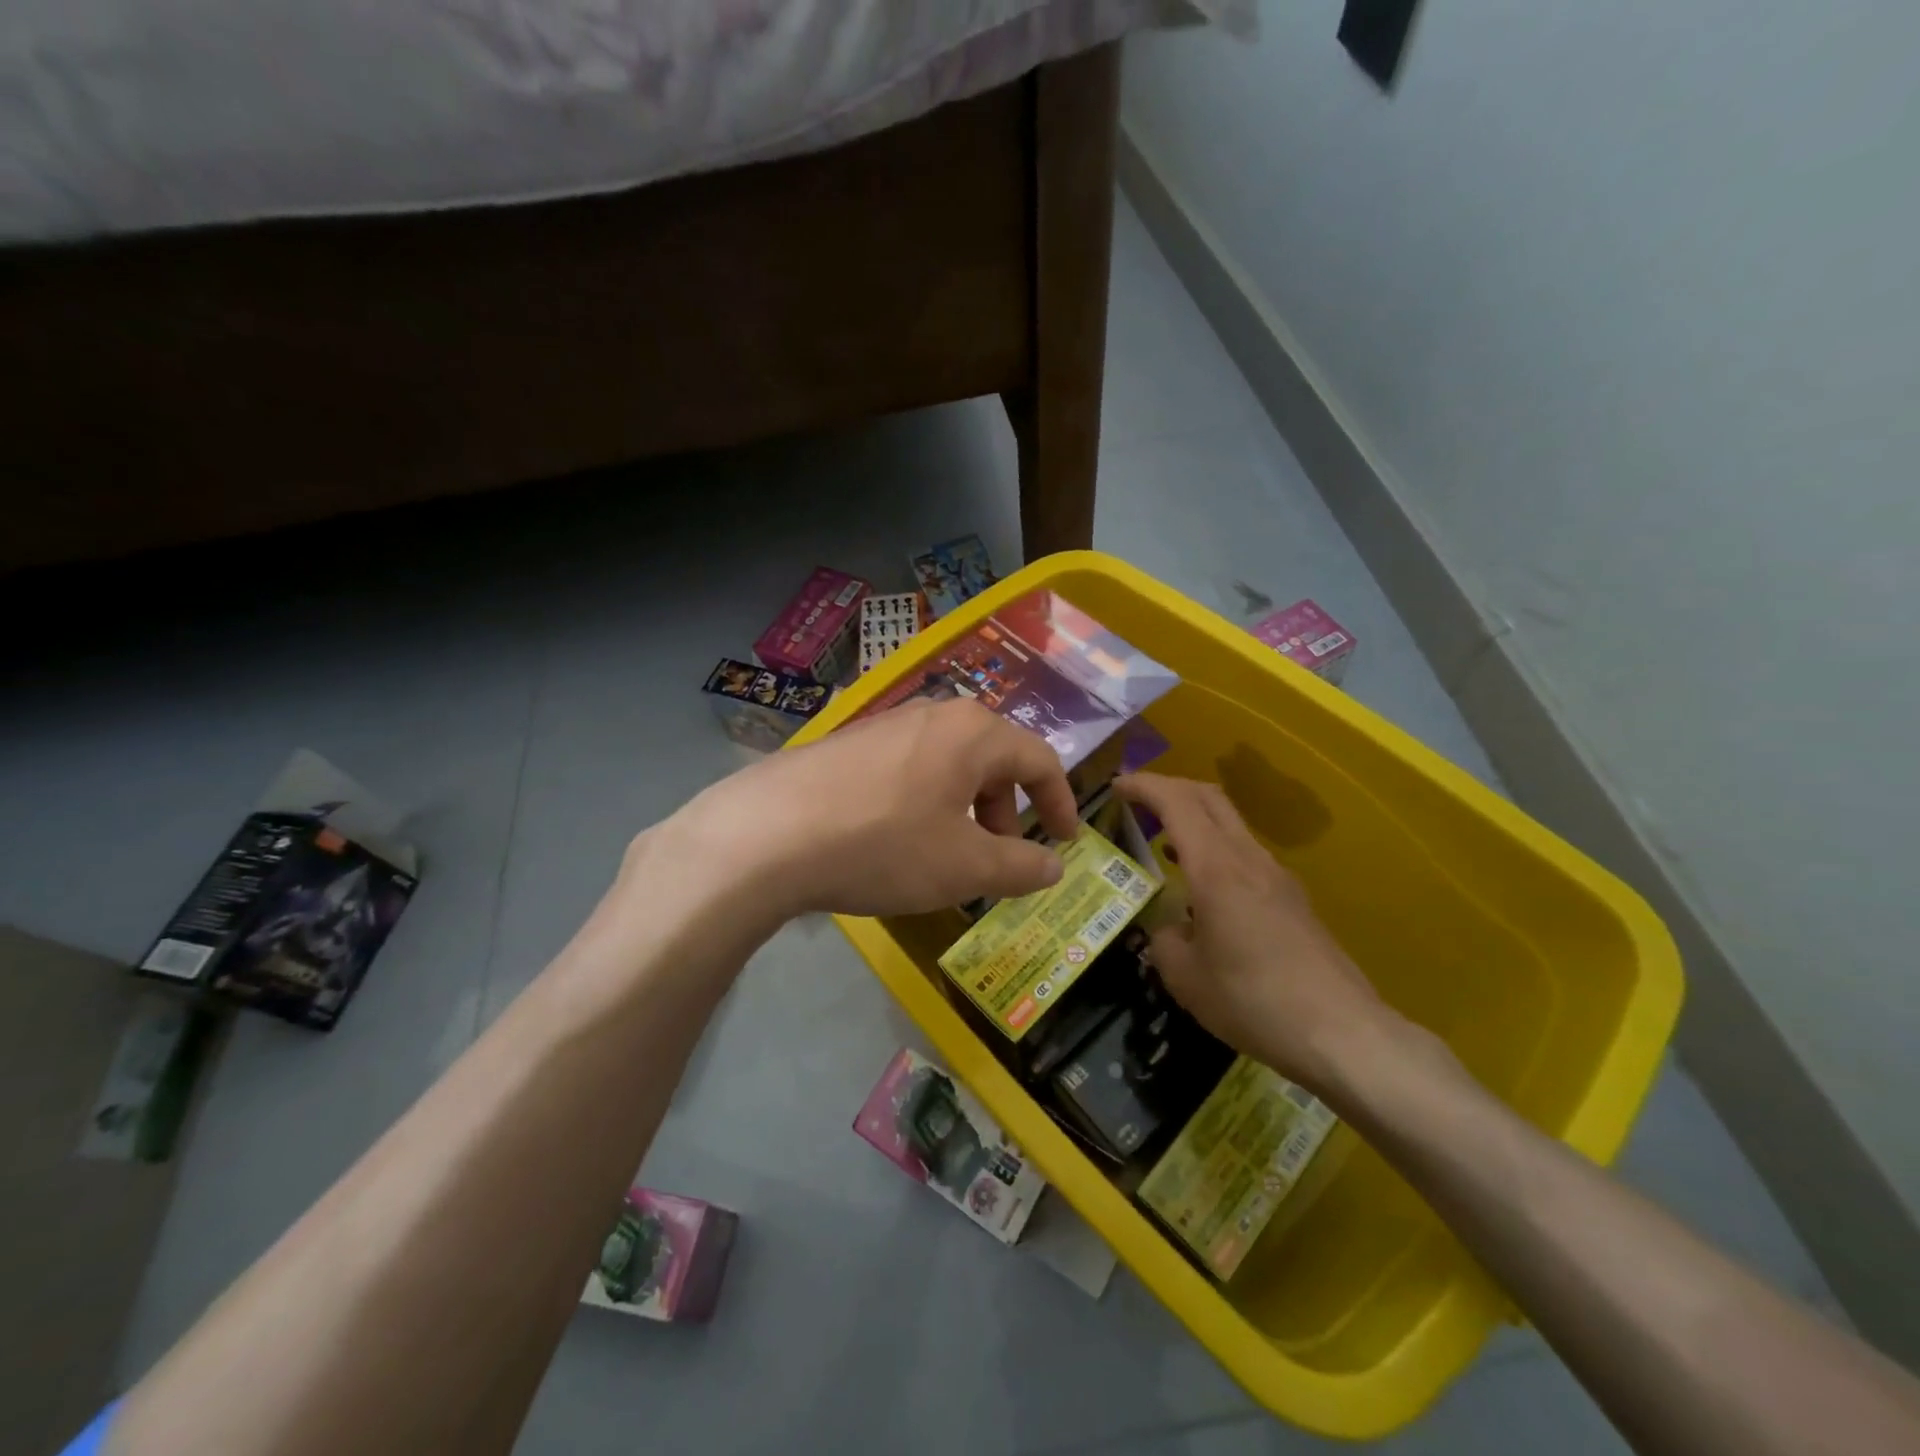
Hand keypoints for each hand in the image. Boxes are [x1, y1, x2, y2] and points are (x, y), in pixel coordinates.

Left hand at [675, 697, 1081, 918]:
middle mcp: (934, 714)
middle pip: (992, 759)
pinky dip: (924, 803)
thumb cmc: (884, 845)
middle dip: (1006, 811)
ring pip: (948, 765)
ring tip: (947, 856)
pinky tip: (896, 841)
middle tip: (999, 858)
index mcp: (974, 732)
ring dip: (963, 810)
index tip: (1064, 841)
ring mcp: (885, 724)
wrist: (766, 834)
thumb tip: (1053, 867)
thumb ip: (1019, 866)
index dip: (1059, 803)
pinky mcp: (848, 743)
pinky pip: (908, 769)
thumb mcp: (963, 867)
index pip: (1039, 760)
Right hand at [1114, 772, 1392, 1092]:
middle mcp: (1248, 858)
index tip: (1115, 787)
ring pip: (1229, 822)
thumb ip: (1164, 939)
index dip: (1143, 785)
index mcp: (1216, 868)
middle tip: (1136, 803)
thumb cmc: (1254, 1001)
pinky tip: (1201, 887)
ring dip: (1193, 818)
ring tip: (1162, 843)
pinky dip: (1213, 847)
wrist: (1342, 1034)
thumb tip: (1170, 928)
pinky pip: (1244, 851)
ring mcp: (1276, 875)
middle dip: (1168, 788)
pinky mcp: (1292, 897)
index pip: (1176, 801)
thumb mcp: (1186, 978)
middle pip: (1208, 797)